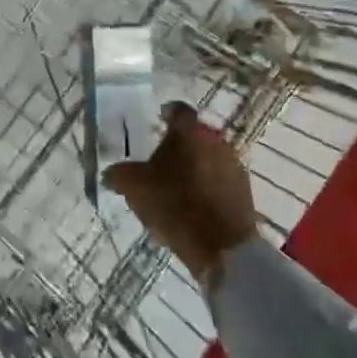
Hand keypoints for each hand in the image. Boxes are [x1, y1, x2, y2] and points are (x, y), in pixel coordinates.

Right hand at [105, 102, 257, 281]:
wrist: (222, 247)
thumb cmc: (174, 205)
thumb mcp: (134, 187)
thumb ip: (118, 174)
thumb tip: (111, 173)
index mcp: (189, 132)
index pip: (177, 110)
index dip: (166, 113)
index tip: (158, 120)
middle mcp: (215, 140)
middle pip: (194, 135)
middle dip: (179, 144)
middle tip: (161, 159)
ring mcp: (234, 165)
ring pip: (209, 156)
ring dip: (194, 165)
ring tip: (177, 185)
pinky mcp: (245, 190)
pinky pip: (220, 179)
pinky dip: (207, 185)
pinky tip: (193, 204)